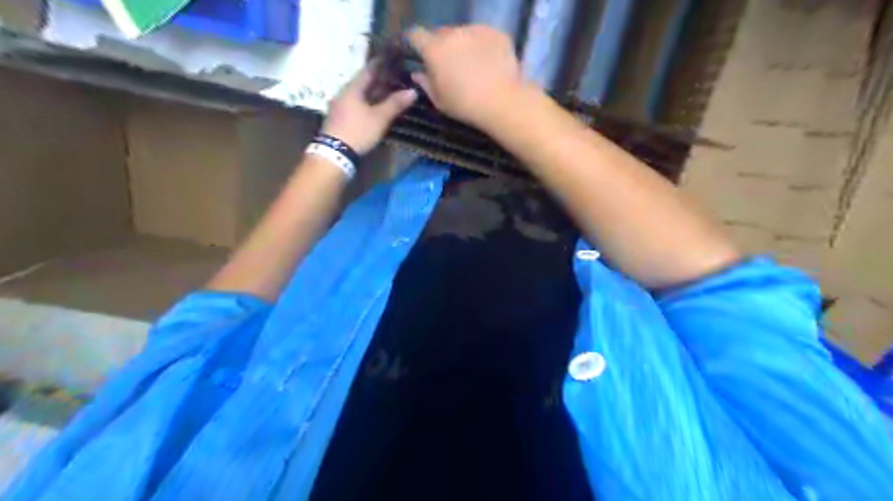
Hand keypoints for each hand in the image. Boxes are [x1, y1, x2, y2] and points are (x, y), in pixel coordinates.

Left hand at [321, 62, 418, 154]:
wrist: (335, 153)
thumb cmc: (358, 131)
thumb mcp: (380, 118)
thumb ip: (395, 104)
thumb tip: (413, 91)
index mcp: (352, 88)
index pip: (368, 70)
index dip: (380, 64)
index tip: (391, 59)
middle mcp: (344, 93)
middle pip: (362, 82)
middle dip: (377, 80)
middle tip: (392, 76)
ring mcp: (339, 106)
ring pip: (358, 95)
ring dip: (372, 93)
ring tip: (386, 92)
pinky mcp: (339, 118)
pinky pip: (355, 105)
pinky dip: (366, 103)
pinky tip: (373, 107)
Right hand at [408, 23, 523, 125]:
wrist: (502, 101)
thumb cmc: (465, 105)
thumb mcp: (440, 101)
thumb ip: (426, 84)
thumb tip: (418, 74)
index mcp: (434, 50)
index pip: (415, 35)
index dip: (415, 43)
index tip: (420, 54)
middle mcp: (453, 33)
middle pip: (441, 33)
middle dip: (441, 46)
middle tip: (449, 65)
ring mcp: (476, 30)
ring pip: (462, 33)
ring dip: (462, 45)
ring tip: (472, 65)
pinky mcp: (496, 33)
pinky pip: (483, 35)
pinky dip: (482, 45)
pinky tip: (488, 63)